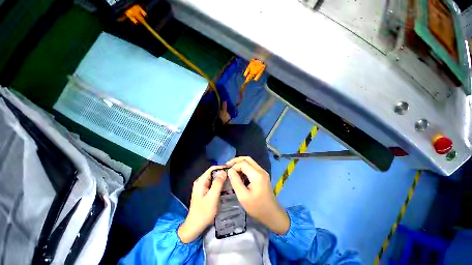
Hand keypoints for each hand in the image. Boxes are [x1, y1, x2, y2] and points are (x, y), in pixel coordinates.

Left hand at [178, 166, 226, 242]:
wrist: (194, 227)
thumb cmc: (203, 212)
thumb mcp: (212, 197)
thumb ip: (217, 184)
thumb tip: (224, 171)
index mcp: (201, 181)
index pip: (212, 169)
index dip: (221, 168)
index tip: (231, 170)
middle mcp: (201, 182)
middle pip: (213, 173)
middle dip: (223, 174)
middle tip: (233, 177)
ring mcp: (202, 187)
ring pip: (214, 179)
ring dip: (222, 180)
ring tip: (231, 181)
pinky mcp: (205, 192)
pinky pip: (213, 185)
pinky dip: (220, 185)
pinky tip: (226, 188)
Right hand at [226, 157, 289, 234]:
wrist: (272, 214)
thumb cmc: (257, 207)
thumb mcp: (243, 196)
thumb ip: (235, 181)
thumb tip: (230, 170)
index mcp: (257, 175)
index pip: (243, 163)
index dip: (234, 166)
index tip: (227, 172)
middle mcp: (261, 170)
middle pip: (247, 159)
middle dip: (237, 160)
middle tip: (228, 165)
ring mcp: (263, 172)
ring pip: (250, 162)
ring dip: (240, 163)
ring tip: (232, 169)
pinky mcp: (263, 175)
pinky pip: (252, 167)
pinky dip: (245, 167)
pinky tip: (239, 173)